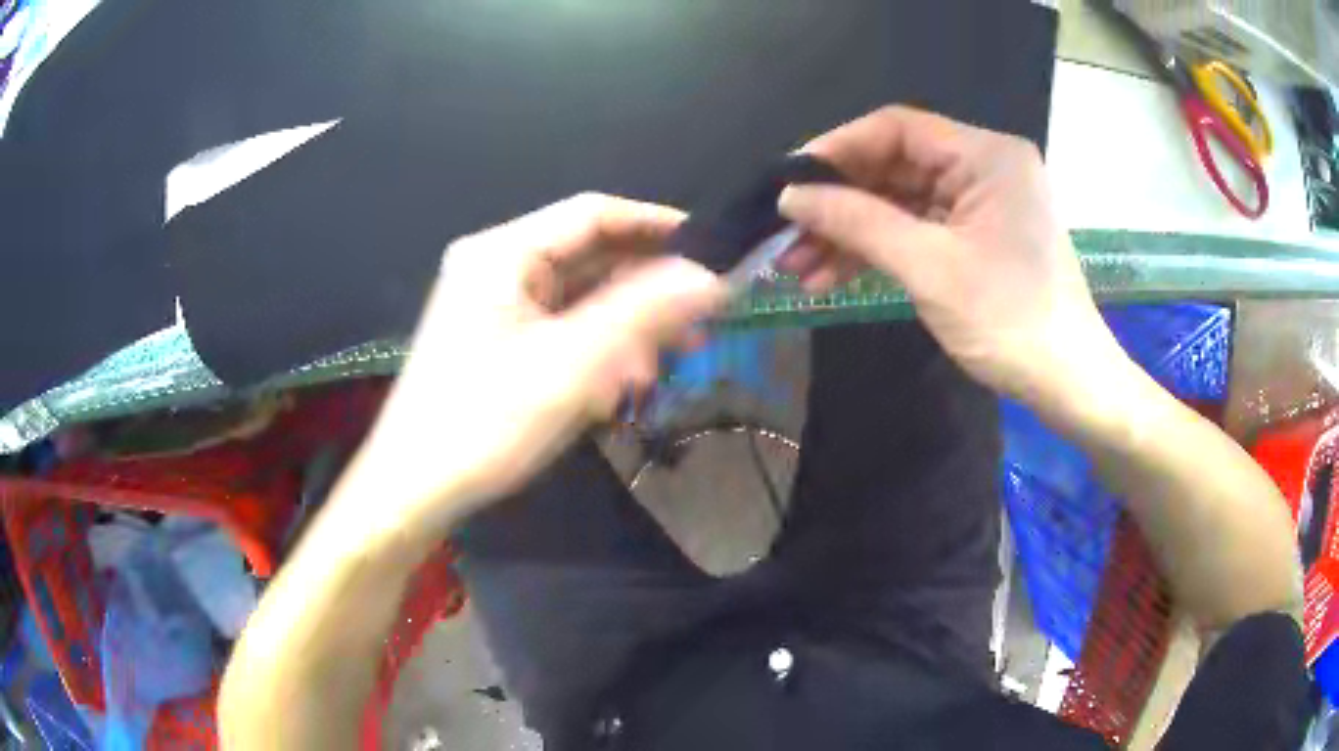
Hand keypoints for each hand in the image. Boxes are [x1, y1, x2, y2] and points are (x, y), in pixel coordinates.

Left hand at [353, 194, 725, 530]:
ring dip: (624, 325)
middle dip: (644, 289)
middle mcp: (495, 266)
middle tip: (698, 322)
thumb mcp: (573, 364)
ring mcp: (492, 304)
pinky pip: (558, 327)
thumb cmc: (486, 421)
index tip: (710, 249)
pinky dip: (595, 347)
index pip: (592, 215)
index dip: (655, 225)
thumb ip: (645, 312)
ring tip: (664, 364)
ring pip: (577, 296)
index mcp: (502, 253)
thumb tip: (710, 277)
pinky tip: (621, 382)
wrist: (415, 487)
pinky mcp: (494, 339)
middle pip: (586, 256)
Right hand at [777, 106, 1121, 408]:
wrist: (1068, 384)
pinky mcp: (980, 237)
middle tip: (787, 235)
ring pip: (902, 202)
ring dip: (852, 232)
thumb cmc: (1009, 320)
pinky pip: (920, 229)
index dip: (838, 149)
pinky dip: (880, 250)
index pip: (898, 128)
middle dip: (840, 203)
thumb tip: (790, 196)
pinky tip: (834, 277)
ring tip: (798, 268)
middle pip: (897, 166)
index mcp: (986, 155)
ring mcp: (983, 204)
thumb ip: (857, 221)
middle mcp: (986, 167)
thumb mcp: (929, 267)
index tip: (789, 182)